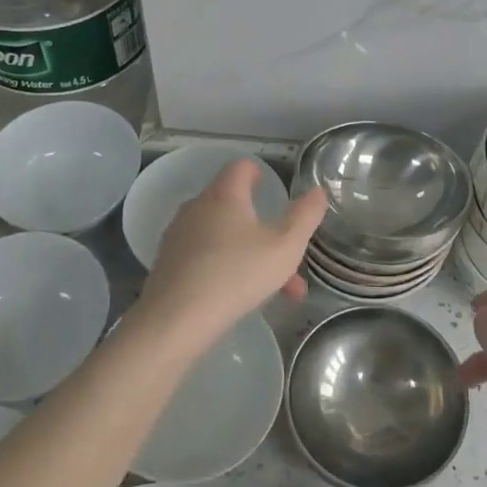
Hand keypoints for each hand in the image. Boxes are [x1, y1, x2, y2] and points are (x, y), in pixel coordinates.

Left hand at [133, 159, 326, 353]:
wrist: (176, 319)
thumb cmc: (236, 274)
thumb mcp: (285, 247)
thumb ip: (305, 217)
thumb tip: (318, 191)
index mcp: (225, 195)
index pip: (240, 167)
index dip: (257, 172)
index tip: (269, 185)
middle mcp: (198, 207)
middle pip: (233, 206)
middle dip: (264, 228)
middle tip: (286, 253)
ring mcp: (179, 236)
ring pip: (223, 237)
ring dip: (251, 255)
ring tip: (277, 290)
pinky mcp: (168, 263)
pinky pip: (205, 257)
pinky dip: (227, 268)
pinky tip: (243, 299)